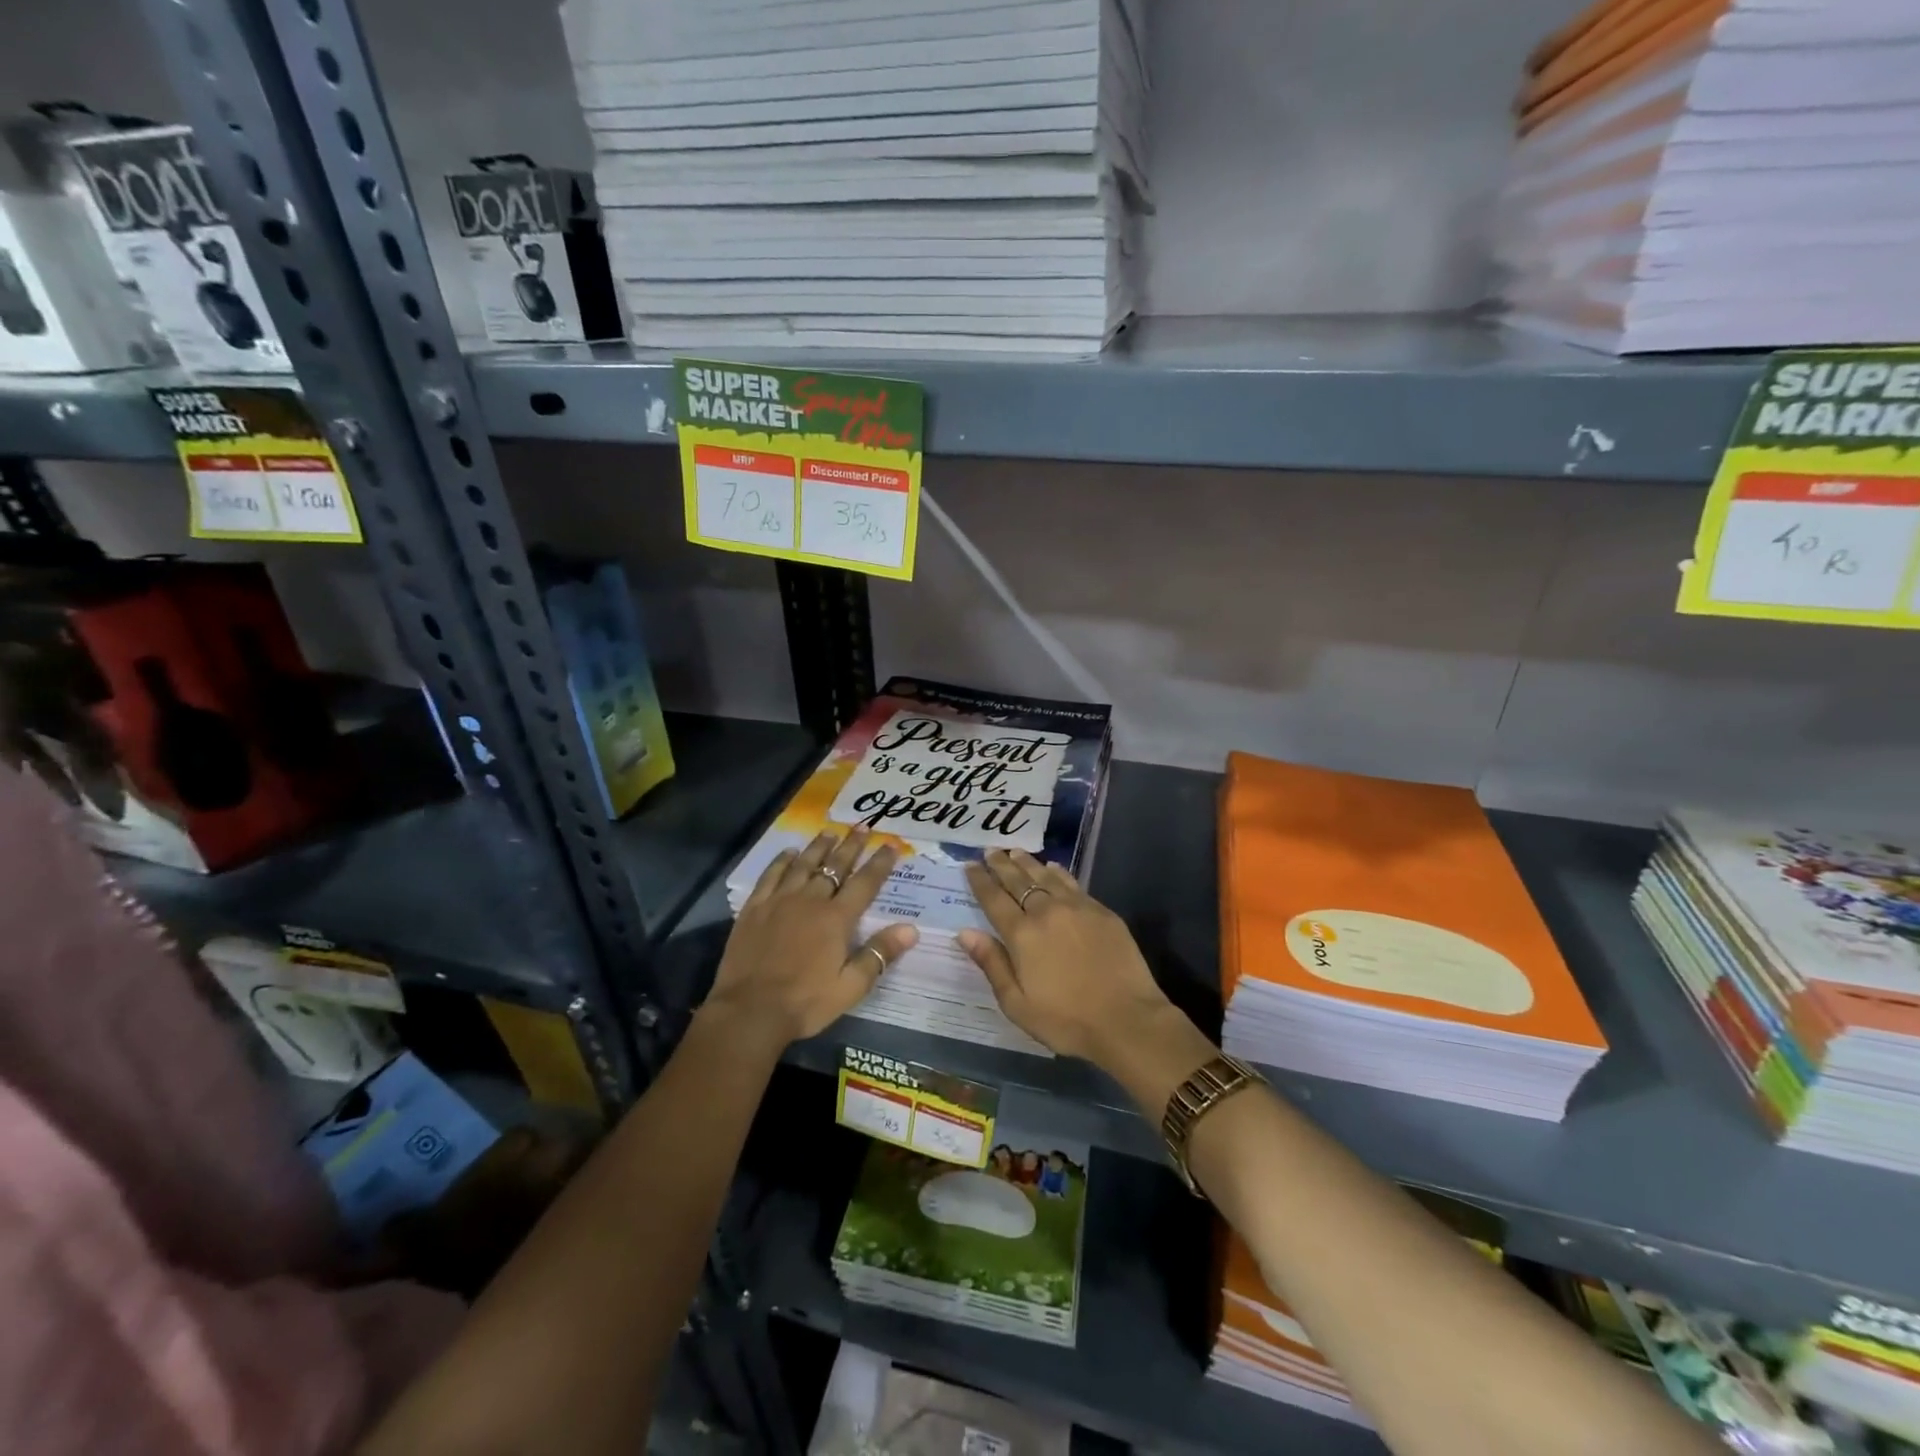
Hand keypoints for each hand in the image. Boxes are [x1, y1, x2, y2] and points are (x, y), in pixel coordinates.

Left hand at [703, 827, 918, 1044]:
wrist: (749, 1011)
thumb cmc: (805, 1002)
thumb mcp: (850, 987)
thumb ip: (879, 954)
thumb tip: (911, 929)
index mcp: (836, 919)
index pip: (865, 883)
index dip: (880, 863)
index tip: (891, 844)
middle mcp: (810, 901)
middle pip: (835, 866)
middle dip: (851, 845)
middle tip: (862, 826)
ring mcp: (779, 901)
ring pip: (803, 864)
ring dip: (819, 847)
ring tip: (830, 832)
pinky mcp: (754, 908)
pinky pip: (770, 876)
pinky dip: (781, 861)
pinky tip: (788, 852)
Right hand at [958, 848, 1189, 1069]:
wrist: (1127, 1020)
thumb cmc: (1066, 1020)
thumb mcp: (1017, 1003)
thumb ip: (992, 964)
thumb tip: (965, 932)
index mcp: (1022, 935)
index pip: (994, 899)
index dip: (980, 880)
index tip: (970, 864)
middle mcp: (1047, 912)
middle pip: (1018, 880)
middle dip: (1001, 864)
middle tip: (990, 849)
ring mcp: (1077, 908)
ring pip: (1046, 876)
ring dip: (1027, 862)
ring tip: (1015, 851)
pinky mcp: (1102, 912)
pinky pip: (1072, 883)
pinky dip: (1057, 872)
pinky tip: (1053, 867)